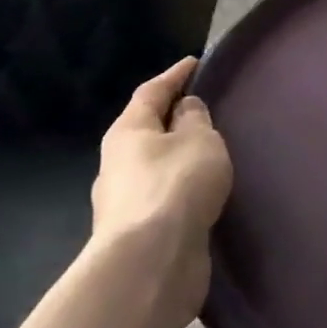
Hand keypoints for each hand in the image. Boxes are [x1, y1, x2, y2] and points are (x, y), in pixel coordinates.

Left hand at [93, 57, 233, 326]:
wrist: (151, 264)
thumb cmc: (176, 185)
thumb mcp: (199, 140)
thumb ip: (195, 119)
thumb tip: (185, 109)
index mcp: (127, 133)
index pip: (151, 92)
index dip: (174, 76)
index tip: (195, 63)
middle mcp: (117, 164)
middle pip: (146, 131)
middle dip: (171, 119)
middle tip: (204, 110)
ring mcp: (124, 202)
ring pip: (154, 167)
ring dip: (177, 158)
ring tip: (209, 154)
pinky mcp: (138, 234)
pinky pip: (163, 197)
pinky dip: (181, 188)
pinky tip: (201, 193)